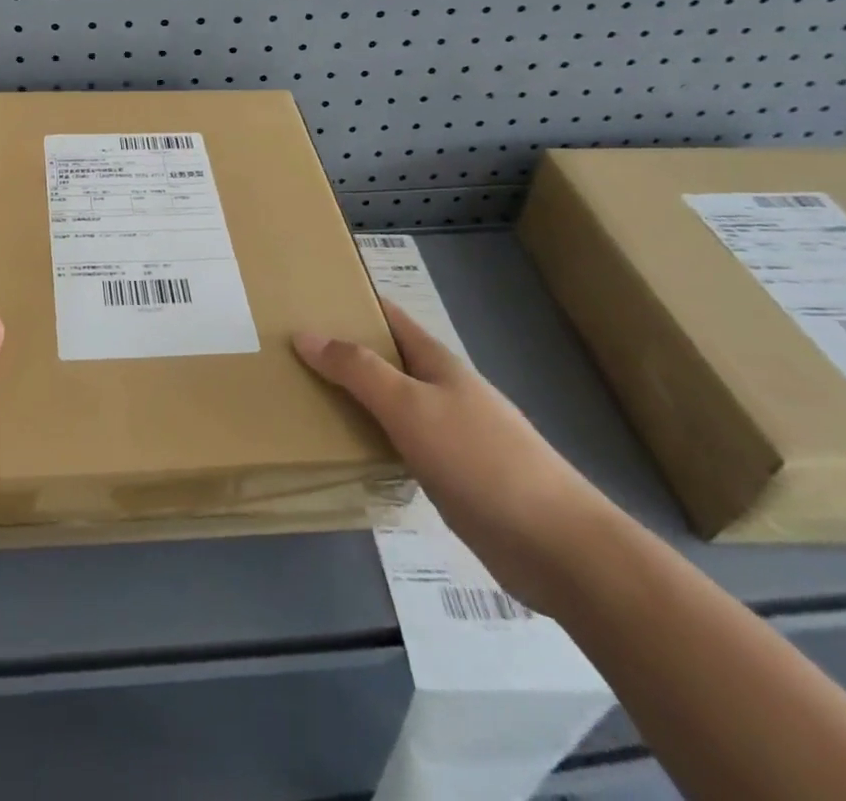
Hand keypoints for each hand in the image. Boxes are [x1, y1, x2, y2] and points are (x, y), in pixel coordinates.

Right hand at [294, 300, 616, 614]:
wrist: (557, 547)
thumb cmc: (480, 460)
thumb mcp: (410, 406)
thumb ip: (357, 370)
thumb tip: (305, 333)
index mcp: (437, 362)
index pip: (388, 316)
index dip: (352, 302)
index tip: (307, 298)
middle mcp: (442, 391)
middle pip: (385, 359)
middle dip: (342, 351)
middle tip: (288, 351)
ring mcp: (449, 435)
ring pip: (390, 404)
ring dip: (352, 397)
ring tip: (302, 396)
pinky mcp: (451, 477)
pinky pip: (399, 444)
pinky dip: (370, 438)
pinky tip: (344, 450)